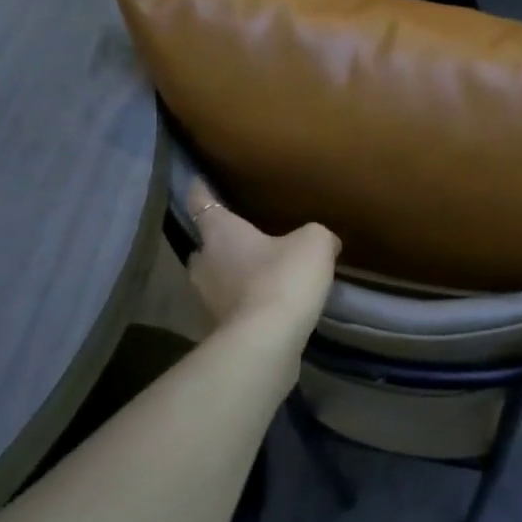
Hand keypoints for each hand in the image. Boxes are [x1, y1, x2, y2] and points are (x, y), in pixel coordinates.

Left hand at [185, 181, 338, 336]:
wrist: (267, 341)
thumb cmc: (283, 278)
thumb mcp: (314, 243)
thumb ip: (317, 236)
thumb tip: (324, 242)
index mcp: (220, 232)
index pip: (201, 202)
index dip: (200, 189)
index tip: (197, 181)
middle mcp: (204, 262)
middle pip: (205, 246)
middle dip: (219, 242)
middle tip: (242, 238)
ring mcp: (207, 299)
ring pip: (215, 278)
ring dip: (232, 275)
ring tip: (258, 273)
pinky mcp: (218, 329)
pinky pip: (231, 306)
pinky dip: (244, 303)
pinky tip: (268, 304)